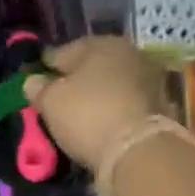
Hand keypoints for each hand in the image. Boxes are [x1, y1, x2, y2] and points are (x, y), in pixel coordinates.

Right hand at [23, 36, 167, 174]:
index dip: (47, 66)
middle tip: (59, 98)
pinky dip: (114, 110)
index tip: (35, 79)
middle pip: (93, 66)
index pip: (64, 51)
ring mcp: (150, 80)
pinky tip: (102, 123)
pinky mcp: (162, 107)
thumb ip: (39, 88)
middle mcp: (130, 54)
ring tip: (80, 114)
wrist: (140, 151)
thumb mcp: (51, 101)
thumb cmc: (88, 115)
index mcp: (101, 44)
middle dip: (76, 80)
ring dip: (98, 95)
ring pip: (113, 84)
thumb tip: (32, 81)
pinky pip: (126, 104)